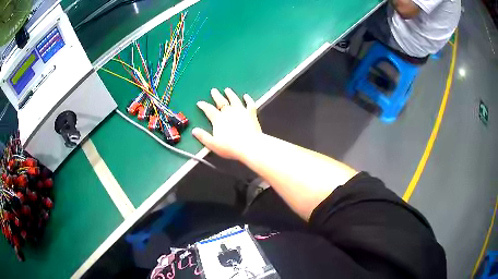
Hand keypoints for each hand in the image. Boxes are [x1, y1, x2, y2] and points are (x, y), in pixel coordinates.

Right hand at [192, 88, 261, 159]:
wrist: (250, 146)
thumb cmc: (231, 147)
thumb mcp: (213, 144)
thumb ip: (203, 137)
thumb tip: (194, 131)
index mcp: (219, 119)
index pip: (209, 110)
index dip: (203, 106)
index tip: (200, 102)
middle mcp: (229, 112)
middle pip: (221, 101)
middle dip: (216, 96)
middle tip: (214, 90)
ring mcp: (241, 112)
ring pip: (234, 100)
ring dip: (230, 94)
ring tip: (227, 90)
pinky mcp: (251, 114)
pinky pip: (249, 104)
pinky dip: (248, 99)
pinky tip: (246, 96)